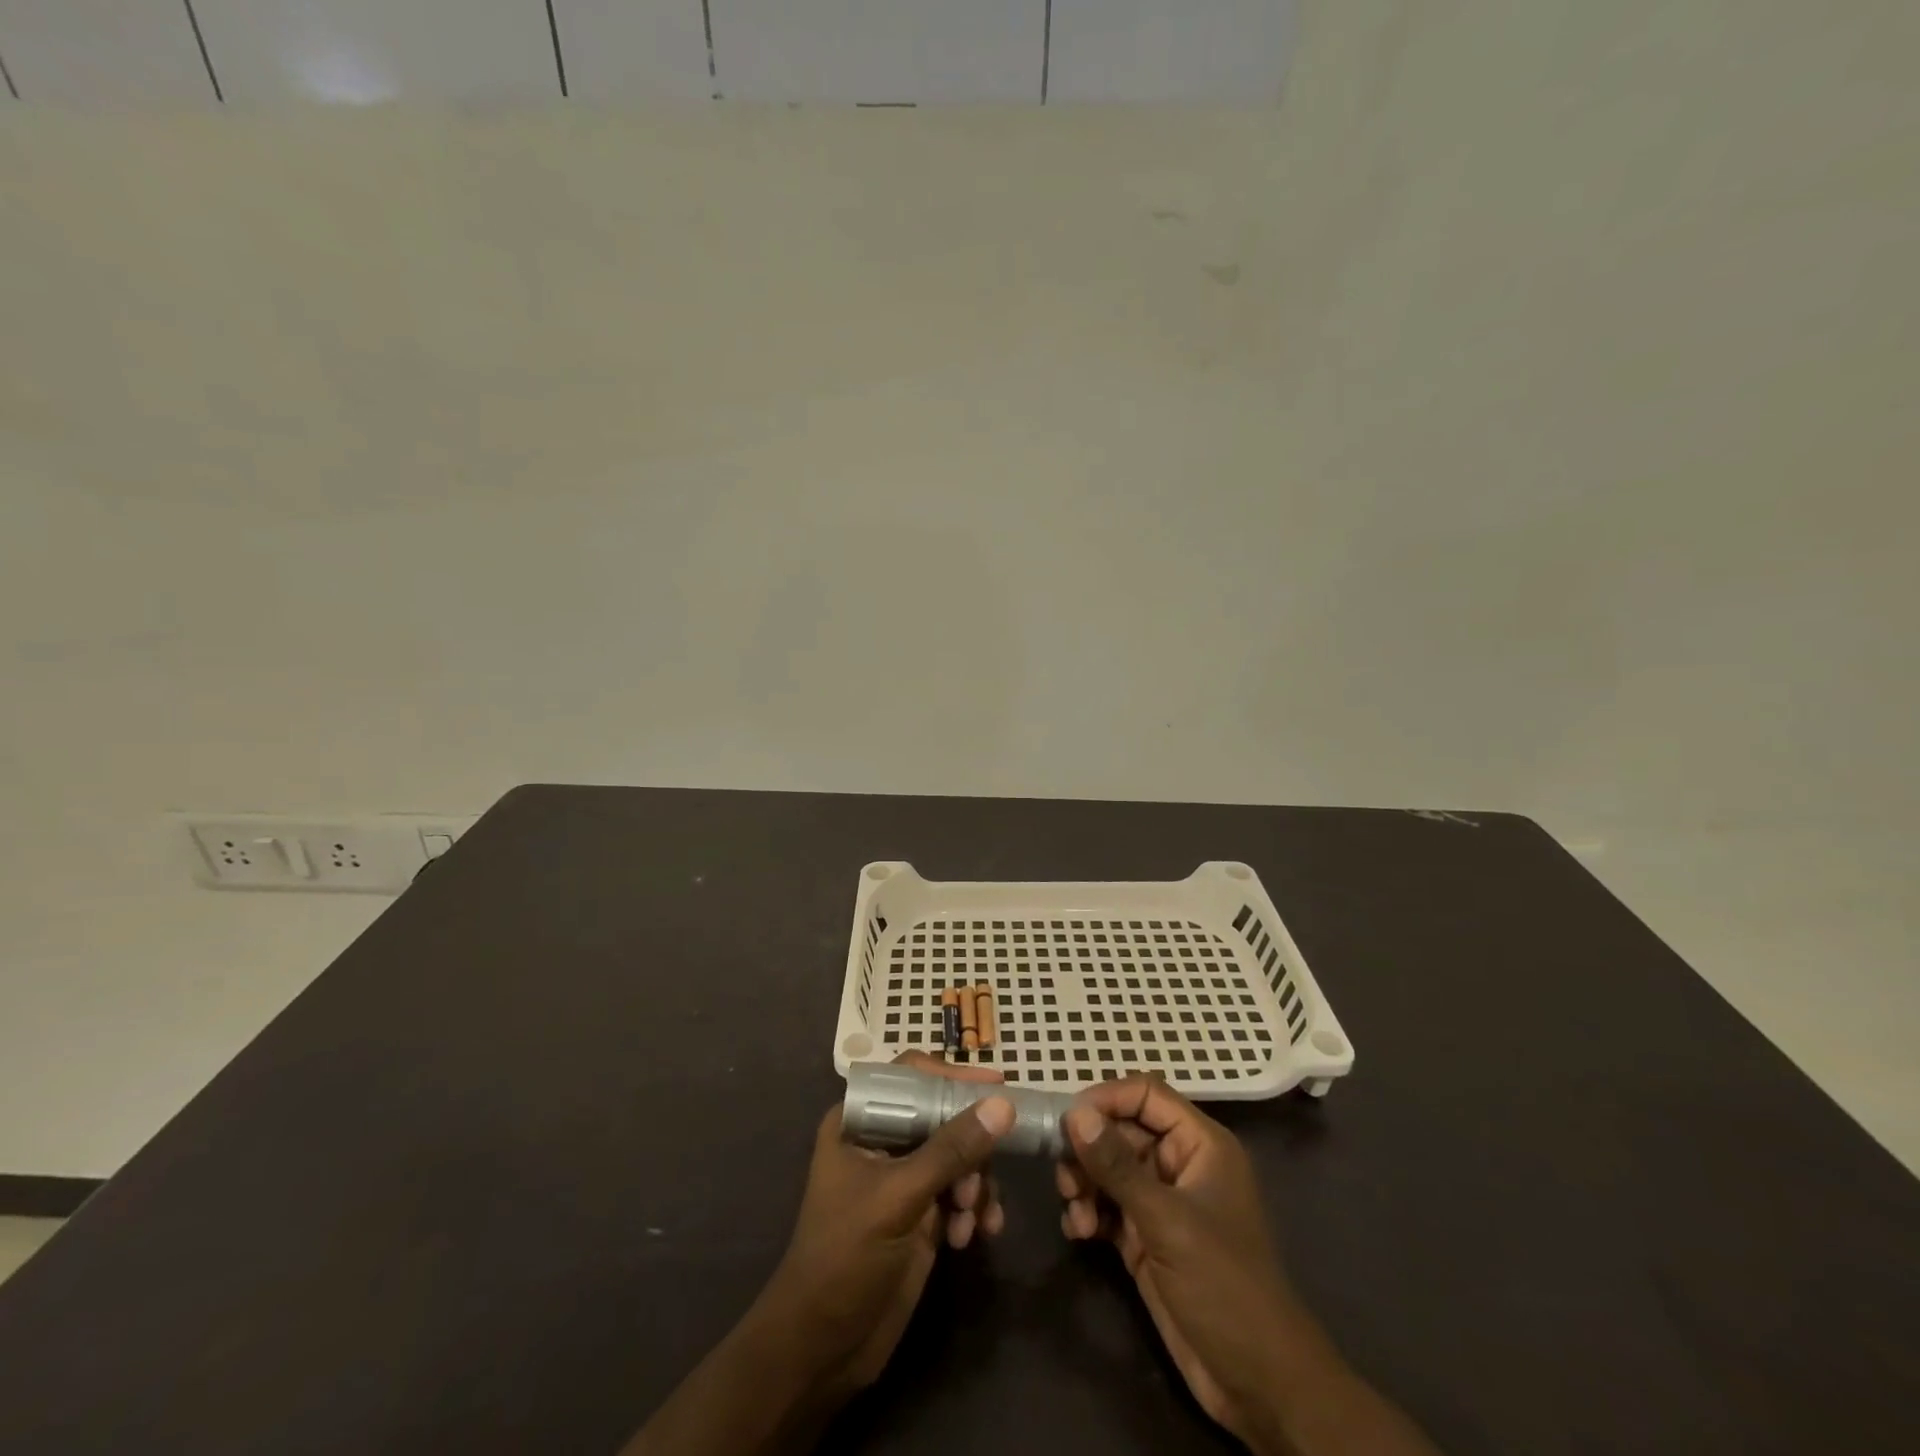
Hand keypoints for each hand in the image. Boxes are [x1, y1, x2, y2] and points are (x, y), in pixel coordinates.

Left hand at [756, 1052, 1013, 1397]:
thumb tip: (1003, 1105)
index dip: (952, 1076)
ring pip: (959, 1155)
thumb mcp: (898, 1198)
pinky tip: (973, 1236)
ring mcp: (904, 1177)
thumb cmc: (845, 1257)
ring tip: (971, 1217)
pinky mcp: (922, 1213)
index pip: (911, 1076)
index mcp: (860, 1120)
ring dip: (975, 1183)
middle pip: (943, 1115)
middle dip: (969, 1145)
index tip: (997, 1085)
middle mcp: (884, 1140)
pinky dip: (974, 1209)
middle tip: (983, 1175)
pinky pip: (962, 1192)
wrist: (823, 1349)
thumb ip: (951, 1150)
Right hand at [1056, 1076, 1303, 1447]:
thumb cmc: (1223, 1285)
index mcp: (1199, 1144)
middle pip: (1121, 1130)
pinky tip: (1079, 1232)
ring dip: (1084, 1183)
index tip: (1068, 1120)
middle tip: (1064, 1177)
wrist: (1257, 1383)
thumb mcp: (1166, 1221)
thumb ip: (1117, 1165)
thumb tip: (1074, 1113)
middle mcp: (1179, 1164)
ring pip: (1109, 1168)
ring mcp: (1161, 1201)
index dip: (1107, 1099)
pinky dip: (1088, 1211)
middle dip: (1089, 1150)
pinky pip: (1106, 1205)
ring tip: (1076, 1212)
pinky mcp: (1145, 1236)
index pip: (1146, 1095)